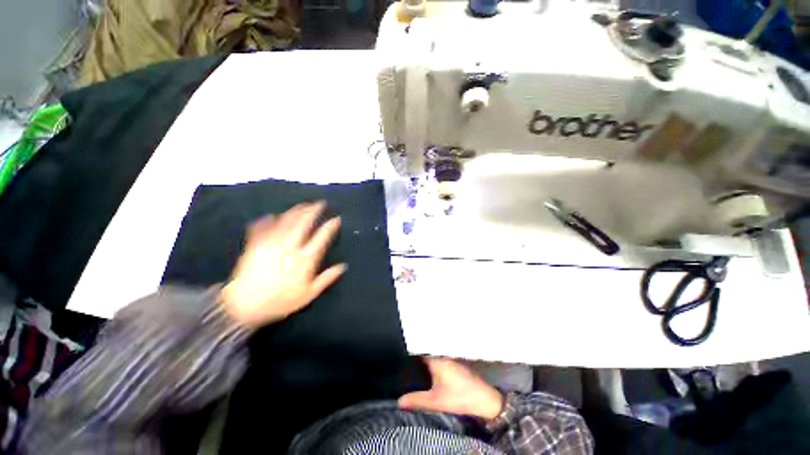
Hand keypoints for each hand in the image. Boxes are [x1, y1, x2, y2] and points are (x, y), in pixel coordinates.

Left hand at [221, 201, 345, 328]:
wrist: (243, 306)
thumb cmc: (279, 302)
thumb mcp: (308, 294)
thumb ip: (326, 279)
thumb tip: (343, 266)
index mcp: (304, 259)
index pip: (321, 237)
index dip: (330, 226)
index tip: (336, 219)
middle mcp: (290, 247)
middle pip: (303, 223)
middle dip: (313, 211)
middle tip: (319, 203)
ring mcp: (271, 243)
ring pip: (286, 221)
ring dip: (295, 211)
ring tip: (302, 205)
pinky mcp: (255, 244)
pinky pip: (262, 226)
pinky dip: (267, 219)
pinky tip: (271, 215)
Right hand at [399, 358, 503, 420]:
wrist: (486, 401)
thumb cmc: (460, 397)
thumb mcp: (436, 401)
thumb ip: (417, 400)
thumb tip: (399, 400)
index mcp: (437, 359)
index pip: (419, 351)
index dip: (409, 354)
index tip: (399, 357)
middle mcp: (444, 355)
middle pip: (426, 354)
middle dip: (416, 359)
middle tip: (404, 366)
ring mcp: (451, 360)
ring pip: (434, 358)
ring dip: (425, 363)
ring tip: (413, 370)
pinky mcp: (457, 366)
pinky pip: (440, 362)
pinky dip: (433, 366)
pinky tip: (429, 375)